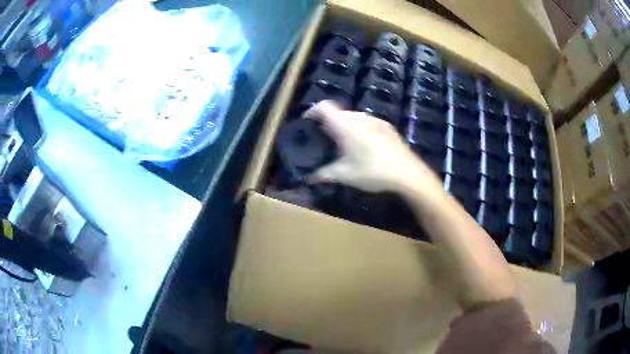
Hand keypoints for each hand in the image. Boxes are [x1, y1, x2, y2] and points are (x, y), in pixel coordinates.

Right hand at [304, 101, 441, 193]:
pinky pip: (366, 122)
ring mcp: (375, 120)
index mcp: (346, 125)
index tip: (307, 122)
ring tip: (343, 142)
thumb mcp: (345, 175)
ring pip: (353, 116)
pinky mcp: (387, 126)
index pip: (324, 106)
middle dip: (328, 121)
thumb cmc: (373, 172)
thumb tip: (308, 177)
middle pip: (338, 111)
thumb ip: (324, 174)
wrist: (408, 173)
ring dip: (344, 124)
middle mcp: (359, 117)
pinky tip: (363, 145)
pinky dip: (359, 128)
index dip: (313, 111)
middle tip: (323, 138)